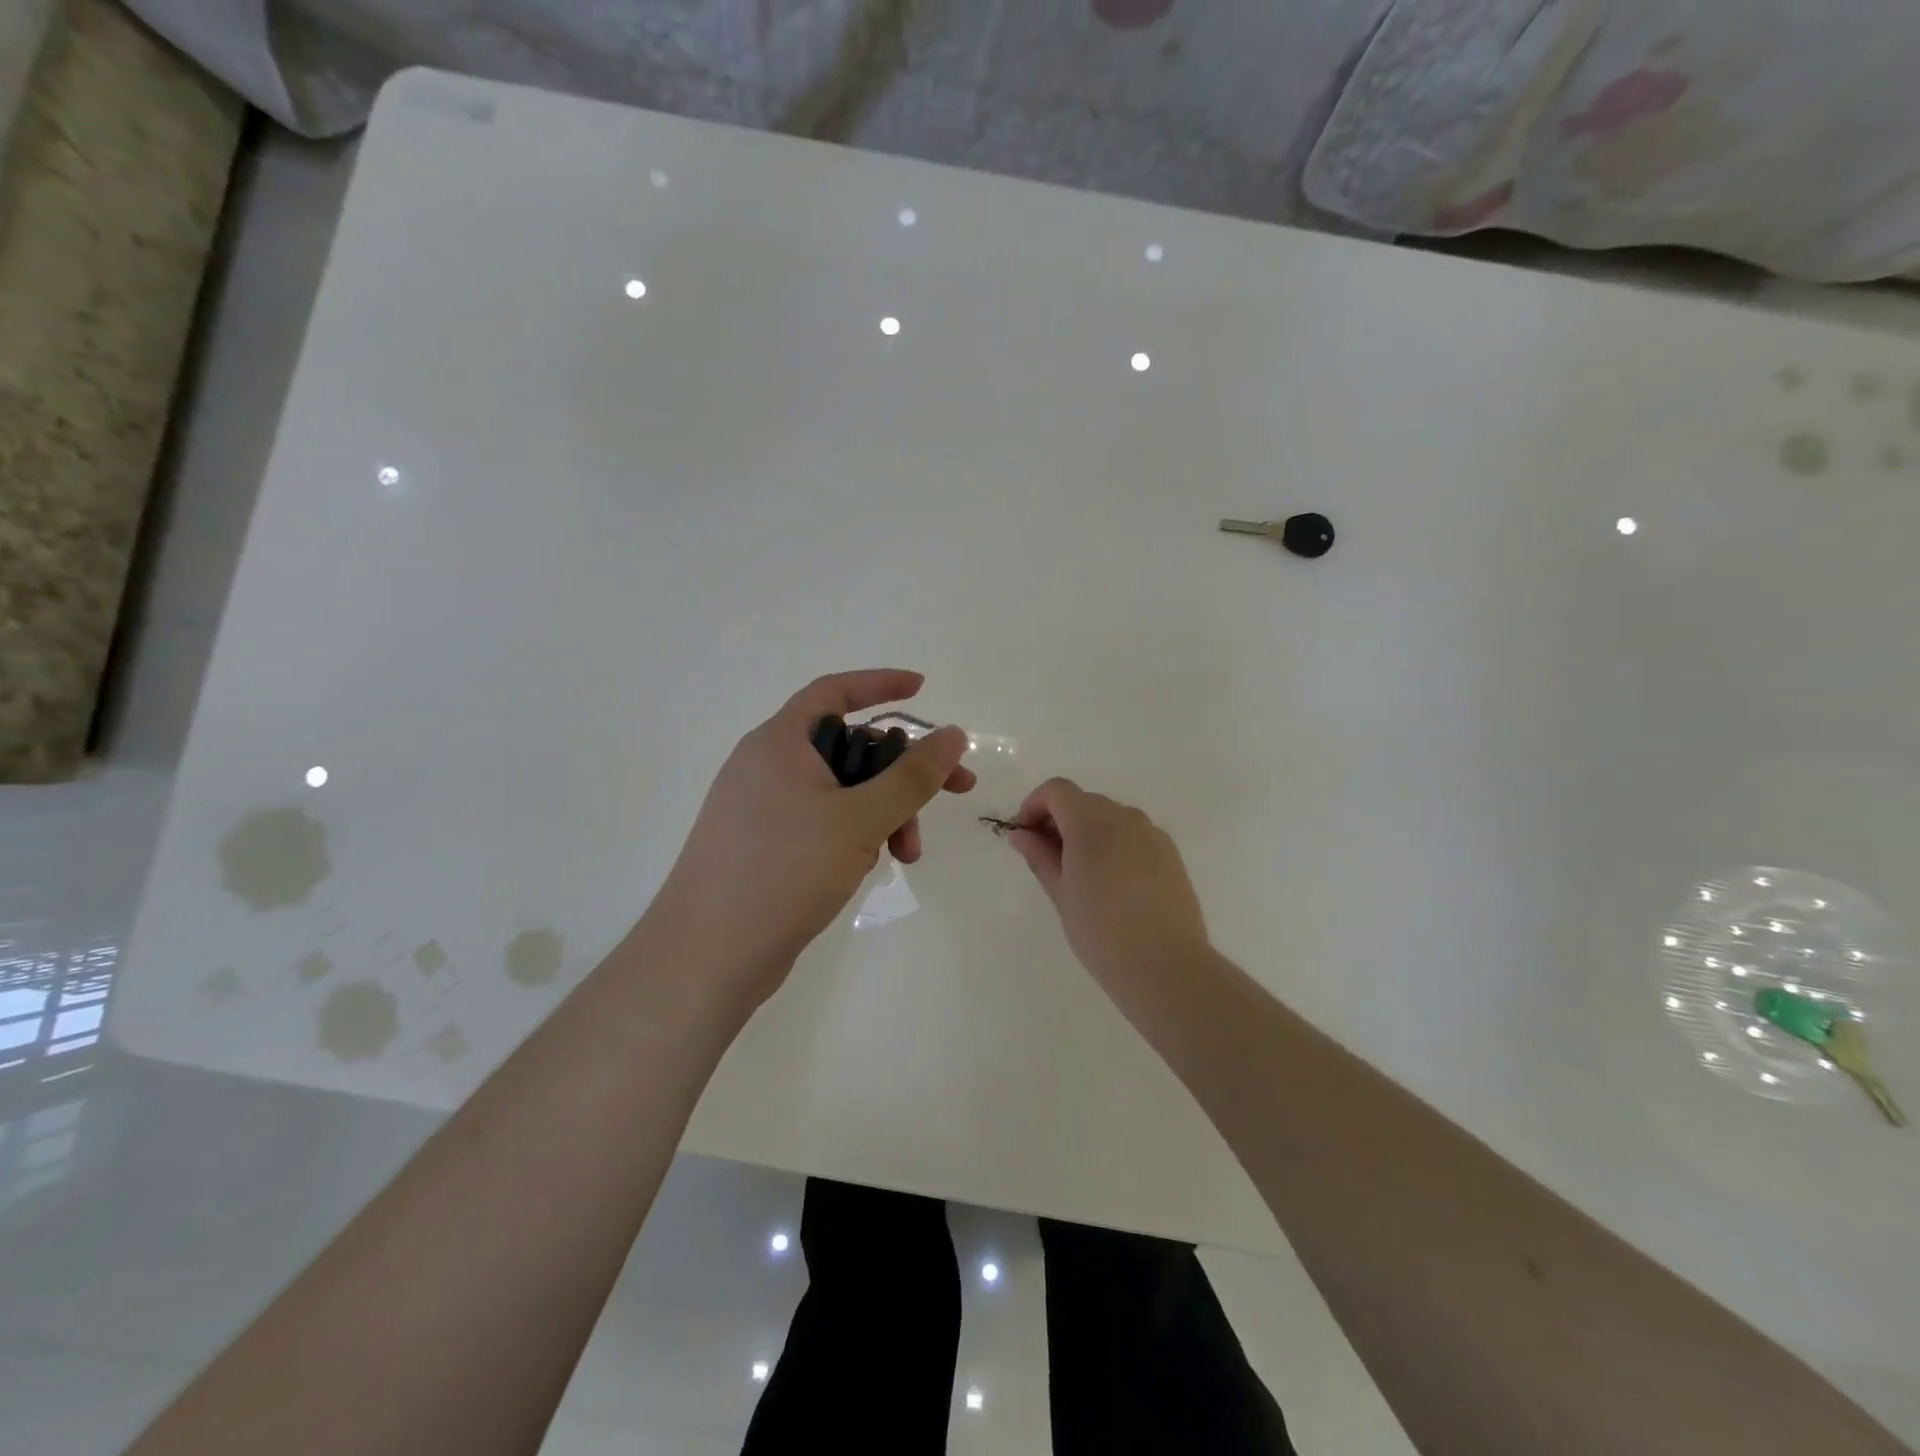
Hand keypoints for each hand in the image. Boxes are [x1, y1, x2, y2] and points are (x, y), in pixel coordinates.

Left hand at [649, 670, 974, 1003]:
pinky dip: (855, 834)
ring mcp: (764, 808)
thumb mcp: (860, 819)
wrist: (707, 956)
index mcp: (781, 742)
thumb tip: (953, 734)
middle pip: (850, 748)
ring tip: (907, 855)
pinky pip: (823, 822)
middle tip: (954, 792)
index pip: (835, 692)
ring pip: (841, 792)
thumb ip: (912, 777)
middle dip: (901, 773)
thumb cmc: (783, 871)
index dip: (881, 684)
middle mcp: (769, 766)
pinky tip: (870, 866)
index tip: (922, 690)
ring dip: (884, 813)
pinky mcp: (766, 846)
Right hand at [1006, 779, 1208, 995]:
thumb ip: (1039, 856)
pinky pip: (1134, 835)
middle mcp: (1124, 816)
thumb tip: (1021, 834)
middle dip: (1060, 820)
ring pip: (1110, 817)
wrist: (1165, 965)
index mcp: (1091, 821)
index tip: (1026, 835)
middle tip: (1048, 858)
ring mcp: (1152, 833)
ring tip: (1082, 874)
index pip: (1057, 790)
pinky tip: (1114, 883)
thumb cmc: (1100, 931)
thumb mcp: (1060, 893)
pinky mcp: (1171, 853)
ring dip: (1089, 831)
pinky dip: (1115, 844)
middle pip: (1084, 801)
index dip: (1035, 805)